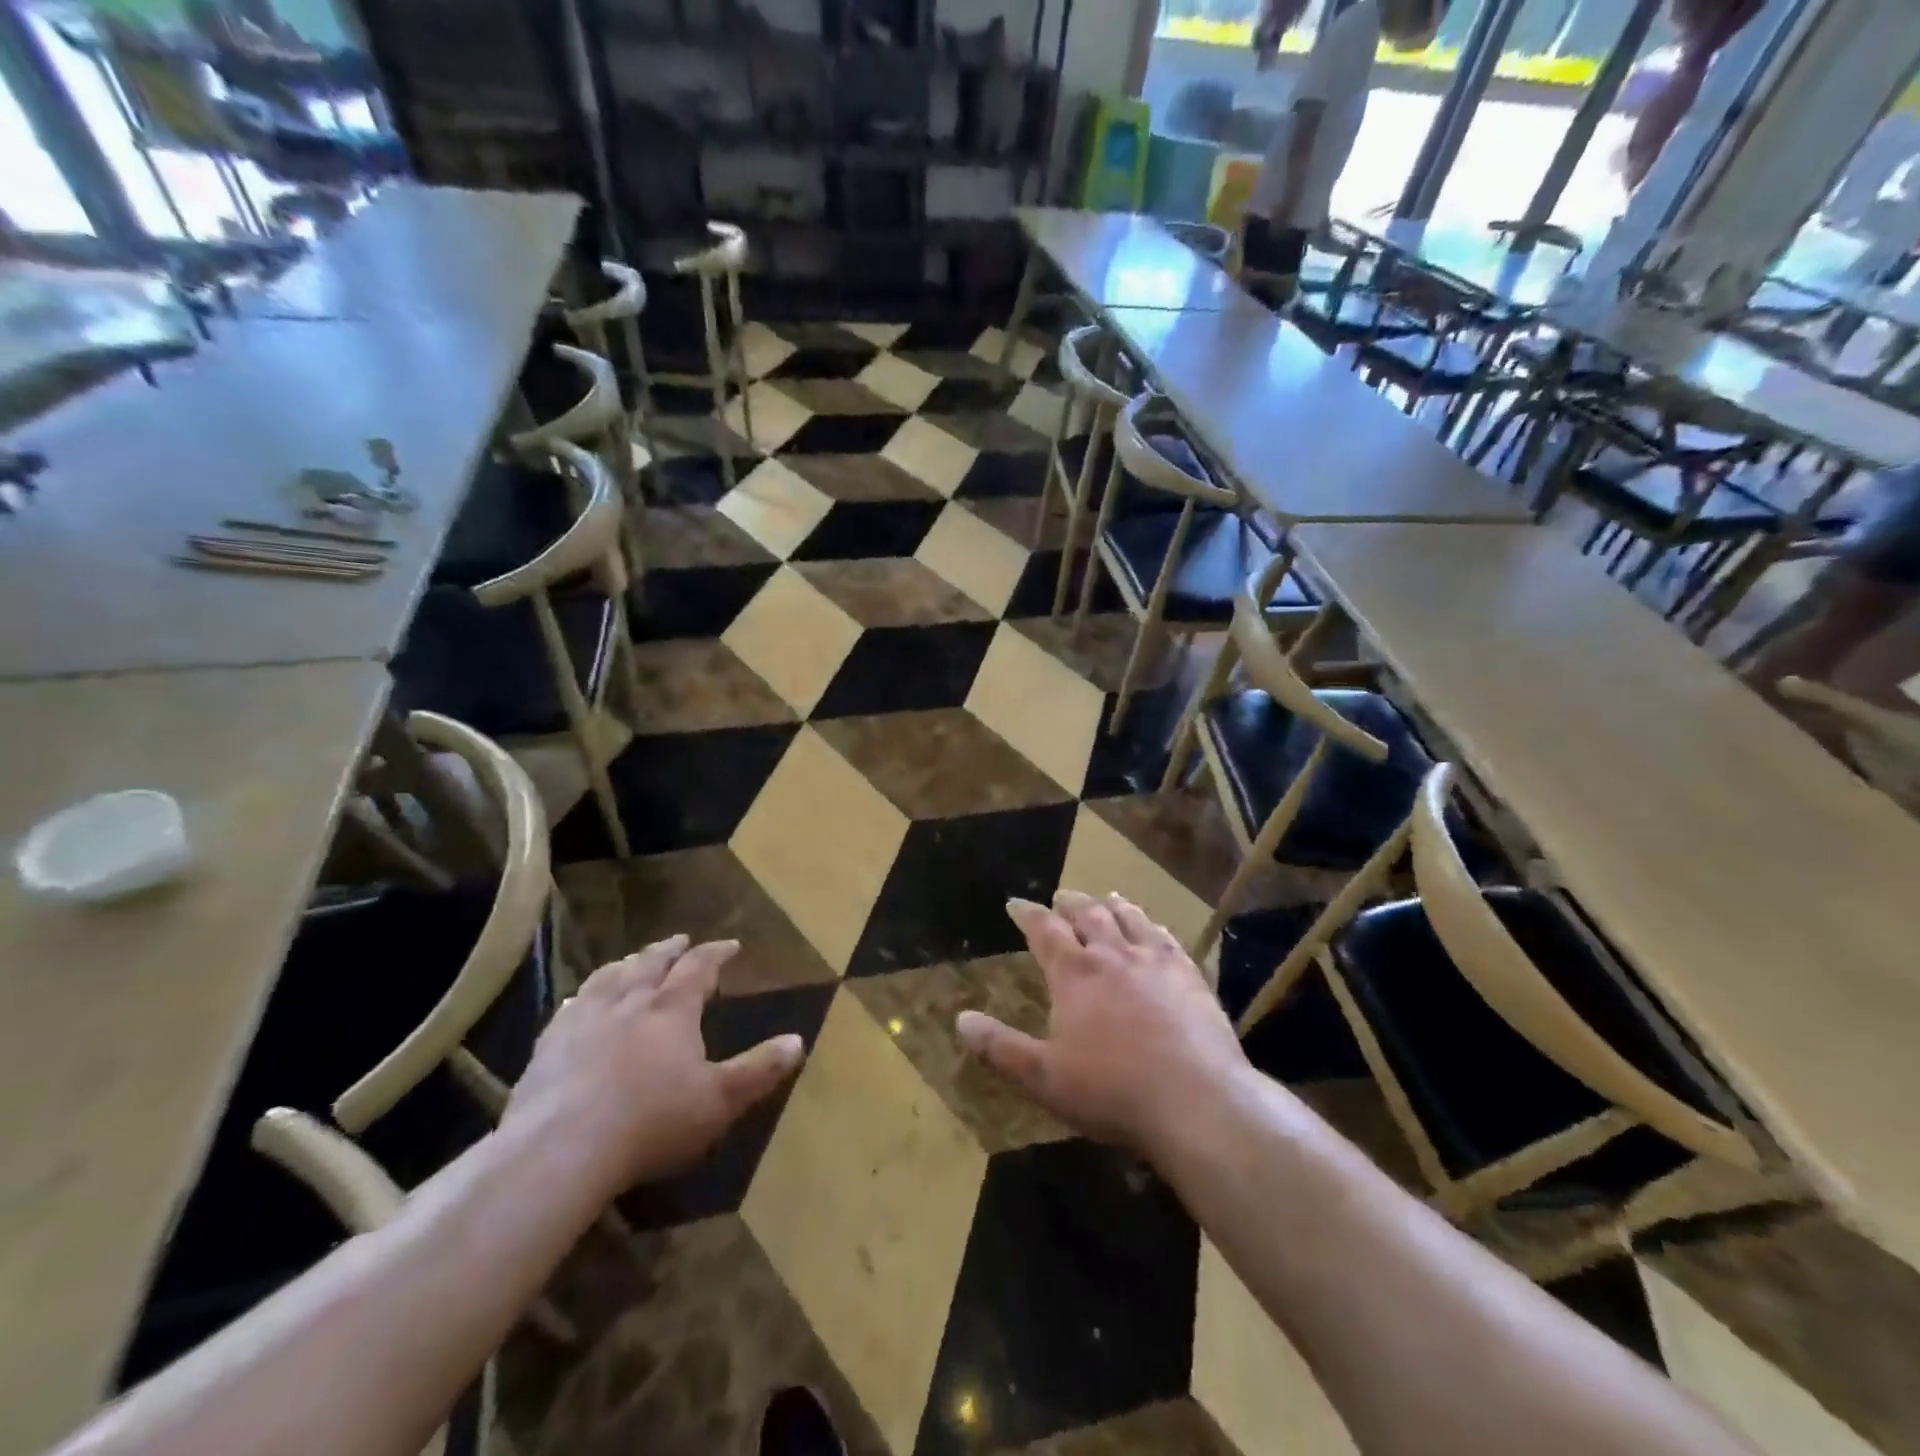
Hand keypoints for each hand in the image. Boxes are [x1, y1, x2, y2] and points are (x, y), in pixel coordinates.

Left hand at [501, 936, 804, 1199]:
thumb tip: (798, 1040)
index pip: (699, 967)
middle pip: (651, 963)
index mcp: (672, 1009)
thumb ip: (759, 1069)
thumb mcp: (720, 1100)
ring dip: (627, 964)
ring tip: (633, 960)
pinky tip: (579, 1001)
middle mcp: (629, 1002)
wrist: (561, 1149)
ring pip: (609, 977)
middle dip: (669, 950)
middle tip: (680, 940)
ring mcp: (584, 1020)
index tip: (730, 945)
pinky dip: (584, 996)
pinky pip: (570, 1007)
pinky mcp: (549, 1045)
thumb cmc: (651, 1121)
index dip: (716, 953)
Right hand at [956, 892, 1248, 1159]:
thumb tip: (961, 1019)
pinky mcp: (1190, 976)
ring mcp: (1155, 962)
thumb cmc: (1113, 1090)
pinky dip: (1153, 926)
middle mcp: (1113, 955)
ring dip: (1112, 905)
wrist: (1197, 1100)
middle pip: (1088, 914)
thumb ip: (1001, 1047)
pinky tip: (1155, 929)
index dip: (1027, 914)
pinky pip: (1167, 939)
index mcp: (1075, 974)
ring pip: (1129, 919)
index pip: (1044, 930)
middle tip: (1060, 897)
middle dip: (1070, 903)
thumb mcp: (1045, 1076)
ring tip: (1105, 897)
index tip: (1015, 903)